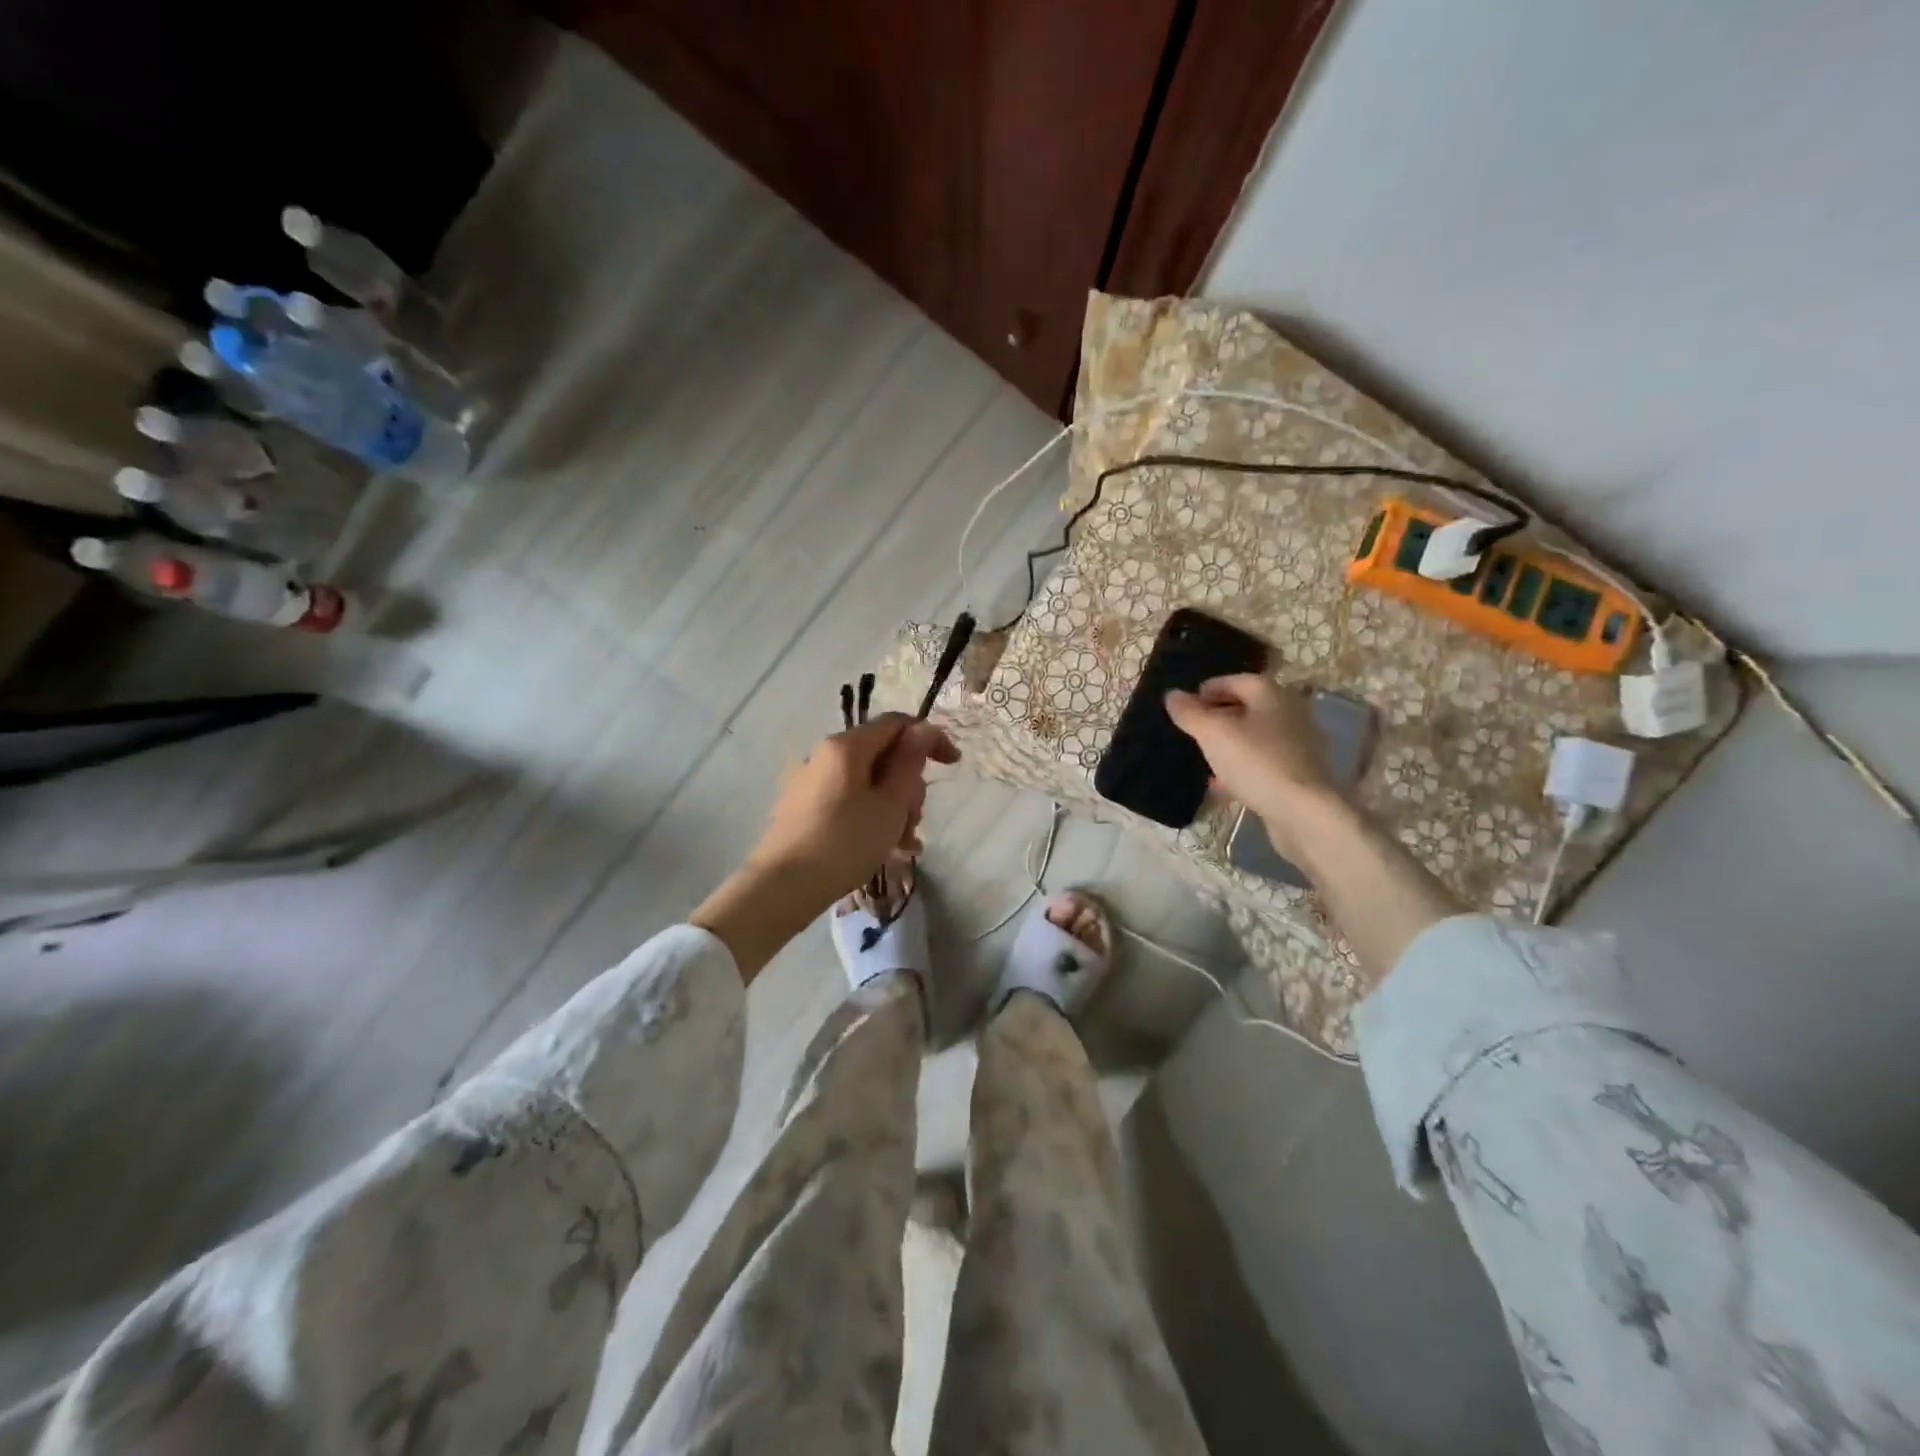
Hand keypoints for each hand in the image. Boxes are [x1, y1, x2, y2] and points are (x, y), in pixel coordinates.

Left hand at [746, 713, 958, 906]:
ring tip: (902, 844)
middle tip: (915, 820)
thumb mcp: (890, 804)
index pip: (897, 723)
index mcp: (847, 746)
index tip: (953, 765)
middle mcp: (826, 755)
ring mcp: (813, 782)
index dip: (929, 738)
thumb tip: (922, 730)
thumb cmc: (845, 842)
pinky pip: (850, 801)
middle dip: (909, 785)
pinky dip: (872, 817)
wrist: (783, 887)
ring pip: (869, 782)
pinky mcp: (805, 808)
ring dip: (894, 807)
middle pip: (884, 755)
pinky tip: (885, 849)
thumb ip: (909, 763)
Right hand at [1165, 675, 1345, 858]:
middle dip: (1219, 716)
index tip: (1186, 704)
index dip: (1209, 689)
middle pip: (1248, 708)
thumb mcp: (1212, 733)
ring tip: (1204, 757)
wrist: (1303, 813)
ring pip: (1255, 737)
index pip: (1236, 680)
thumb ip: (1189, 712)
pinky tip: (1222, 785)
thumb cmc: (1256, 762)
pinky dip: (1241, 768)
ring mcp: (1298, 745)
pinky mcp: (1299, 775)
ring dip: (1230, 744)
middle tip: (1193, 730)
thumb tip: (1173, 695)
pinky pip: (1263, 763)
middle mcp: (1290, 713)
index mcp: (1272, 695)